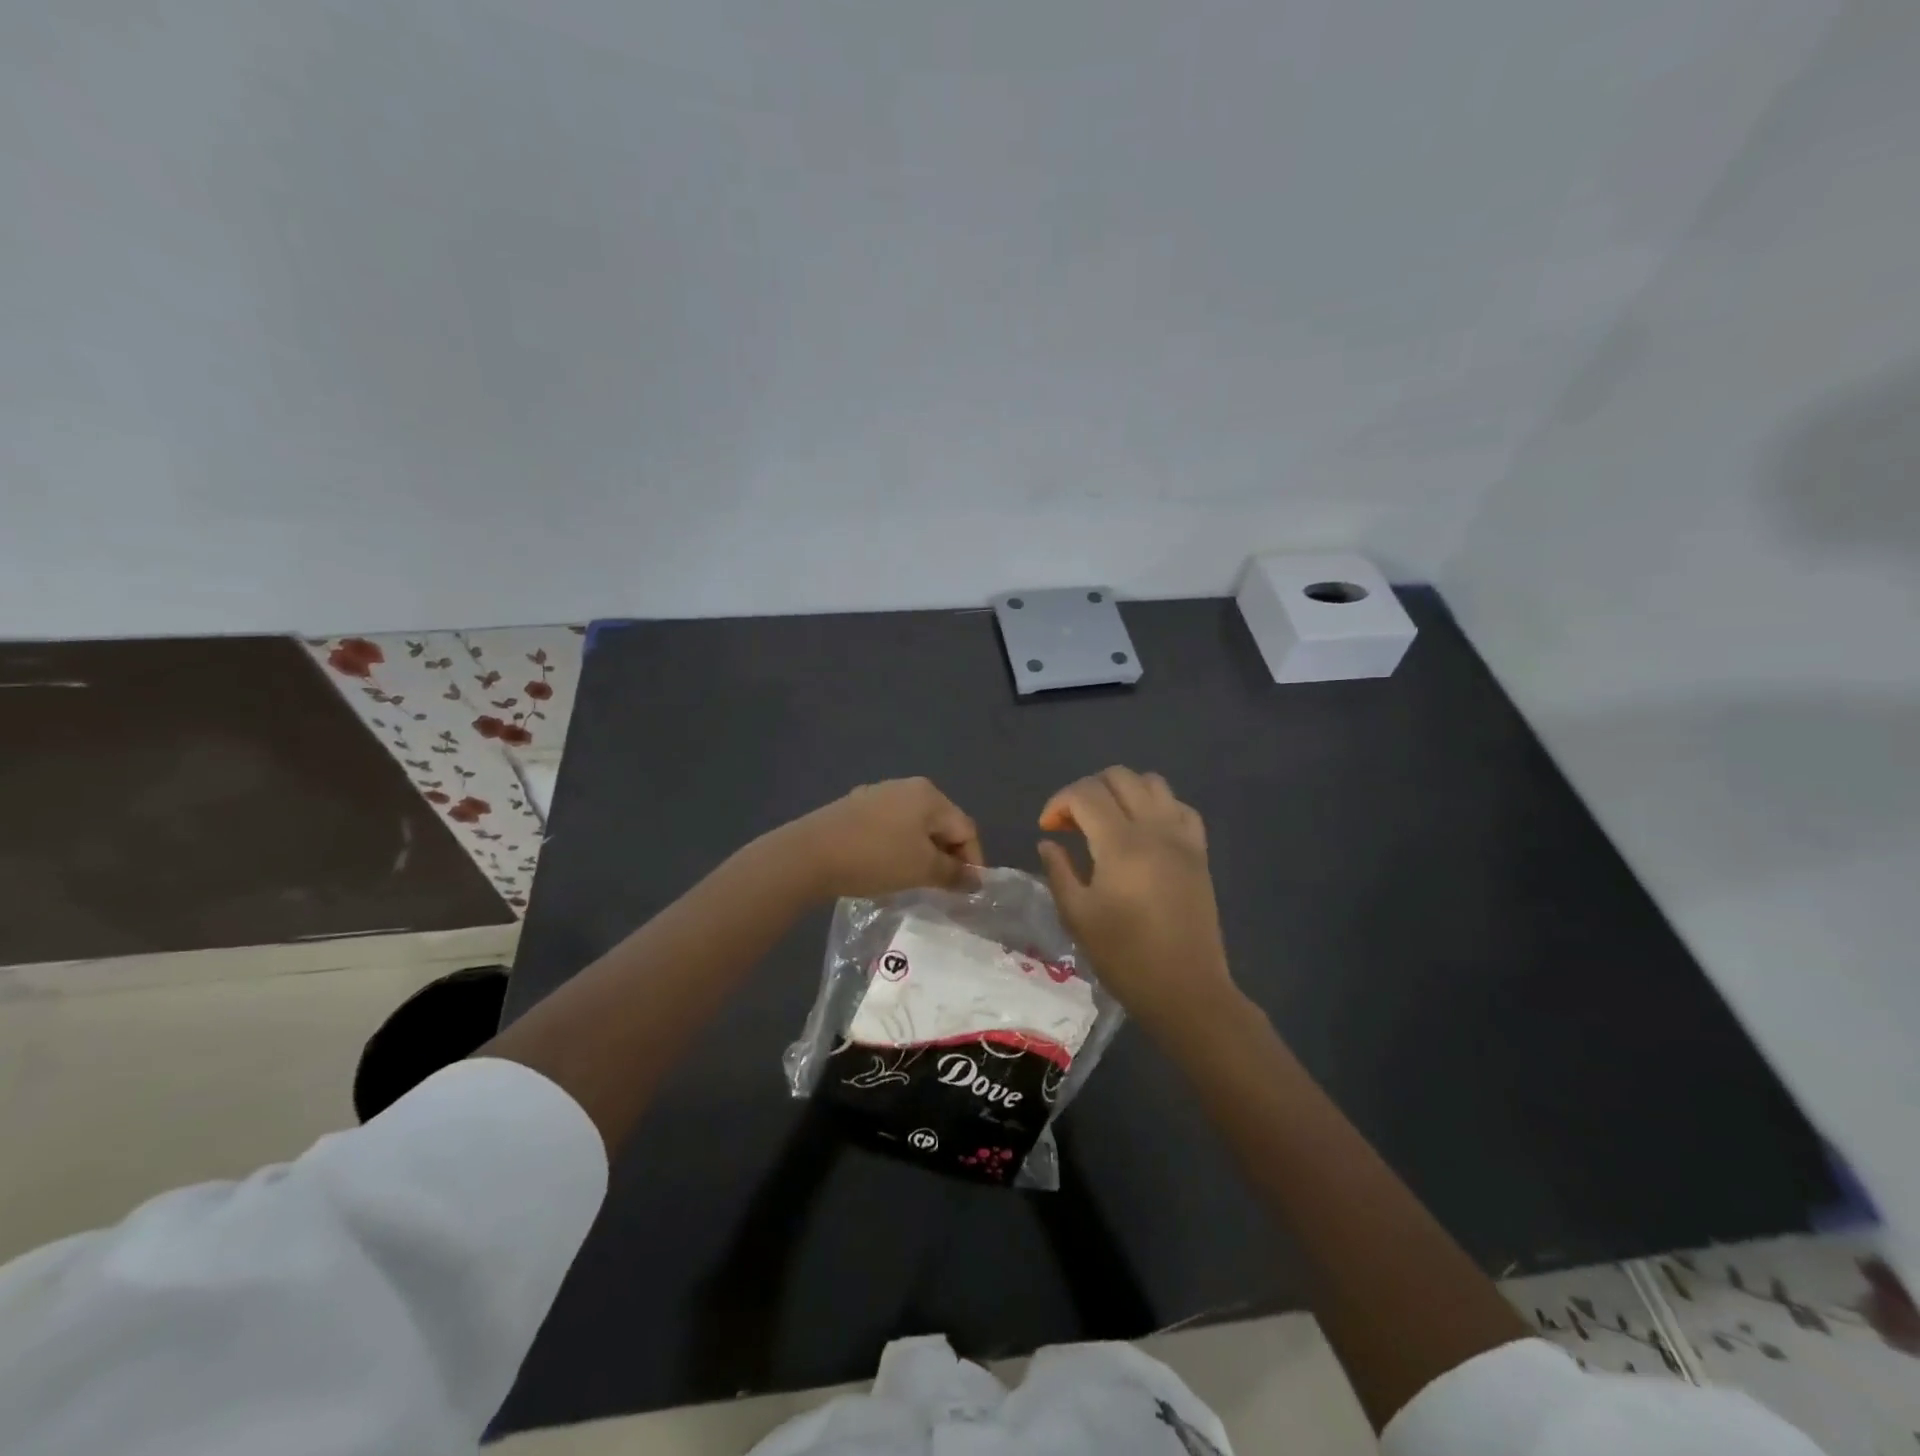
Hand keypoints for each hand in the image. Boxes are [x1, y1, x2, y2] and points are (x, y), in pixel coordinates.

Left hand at [775, 777, 984, 901]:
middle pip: (941, 824)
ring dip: (922, 852)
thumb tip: (975, 878)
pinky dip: (897, 847)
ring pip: (914, 826)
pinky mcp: (854, 807)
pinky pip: (890, 828)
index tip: (968, 891)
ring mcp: (877, 794)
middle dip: (947, 856)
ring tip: (916, 880)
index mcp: (929, 795)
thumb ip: (953, 873)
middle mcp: (906, 786)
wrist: (809, 854)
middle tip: (944, 888)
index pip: (965, 828)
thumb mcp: (922, 869)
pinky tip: (886, 867)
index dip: (973, 860)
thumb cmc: (876, 858)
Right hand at [1036, 767, 1235, 1030]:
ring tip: (1107, 822)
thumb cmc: (1125, 956)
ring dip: (1122, 792)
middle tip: (1073, 824)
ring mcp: (1182, 837)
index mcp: (1120, 844)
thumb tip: (1049, 842)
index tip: (1048, 829)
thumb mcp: (1077, 916)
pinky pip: (1179, 807)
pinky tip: (1143, 832)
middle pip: (1118, 777)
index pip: (1085, 794)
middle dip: (1087, 791)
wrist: (1186, 989)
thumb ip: (1059, 871)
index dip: (1059, 803)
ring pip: (1152, 782)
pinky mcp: (1199, 851)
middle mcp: (1154, 829)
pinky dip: (1156, 806)